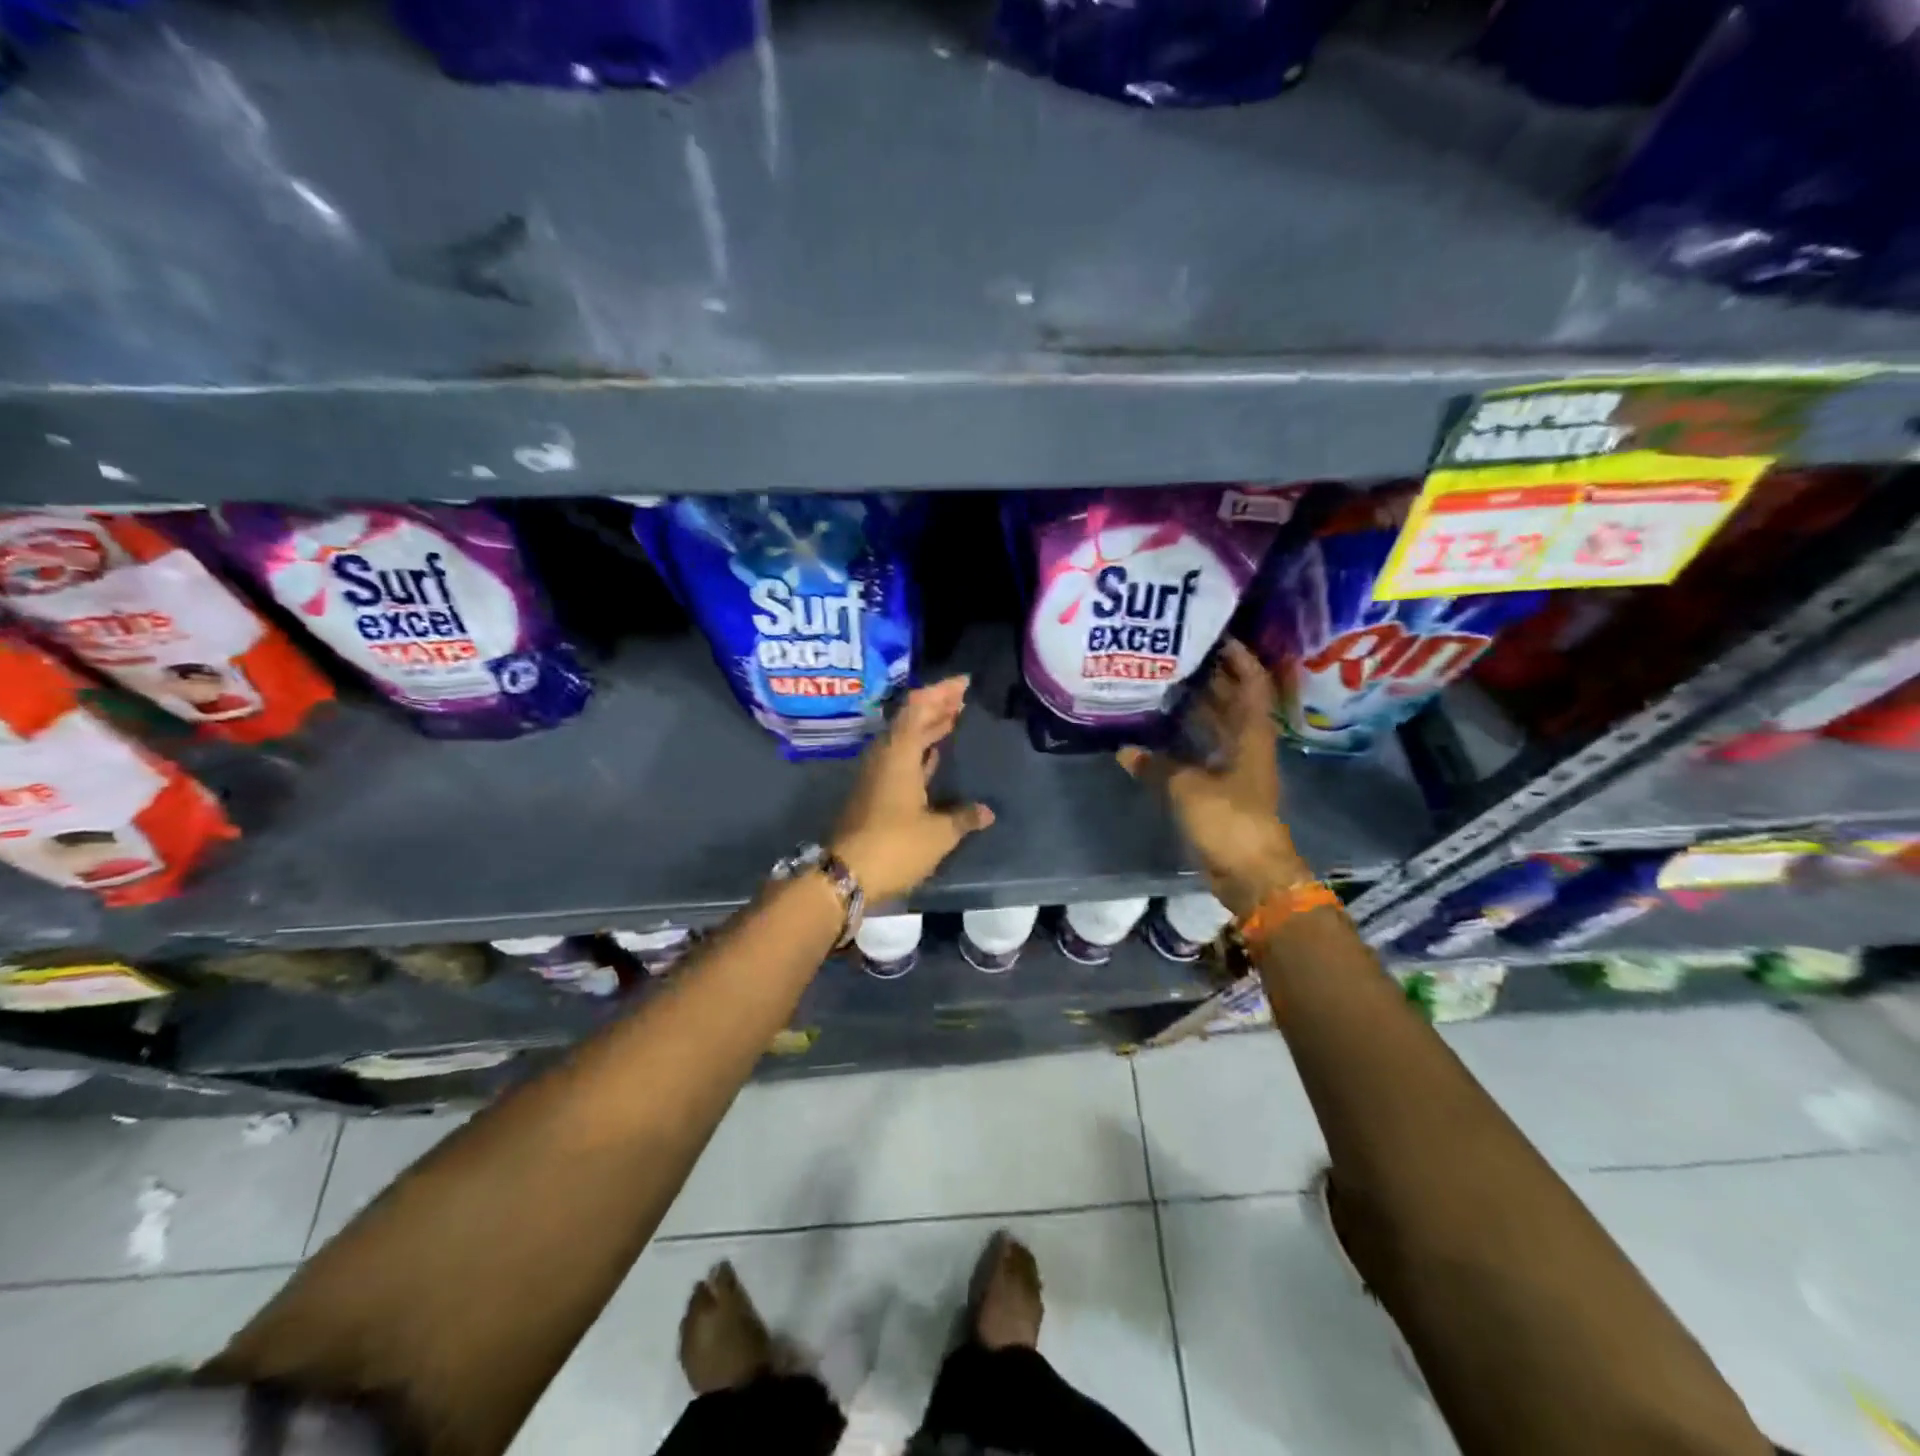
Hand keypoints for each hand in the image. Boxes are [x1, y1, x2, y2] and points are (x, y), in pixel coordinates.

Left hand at [831, 676, 995, 904]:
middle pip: (910, 720)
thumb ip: (963, 818)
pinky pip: (900, 759)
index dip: (940, 692)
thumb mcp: (938, 834)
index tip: (963, 683)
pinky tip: (934, 755)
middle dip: (936, 706)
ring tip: (952, 719)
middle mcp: (884, 758)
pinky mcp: (874, 794)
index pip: (918, 708)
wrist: (845, 876)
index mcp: (899, 755)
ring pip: (904, 740)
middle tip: (962, 698)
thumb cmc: (894, 846)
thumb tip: (986, 812)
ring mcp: (876, 776)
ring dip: (927, 728)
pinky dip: (920, 751)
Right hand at [1118, 639, 1312, 918]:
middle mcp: (1246, 745)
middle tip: (1178, 654)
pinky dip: (1185, 739)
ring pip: (1217, 726)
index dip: (1239, 658)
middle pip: (1233, 702)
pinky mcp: (1221, 789)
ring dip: (1197, 707)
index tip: (1217, 635)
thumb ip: (1156, 765)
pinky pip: (1203, 752)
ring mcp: (1235, 768)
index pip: (1251, 685)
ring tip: (1165, 684)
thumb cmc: (1229, 820)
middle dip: (1212, 677)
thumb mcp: (1188, 788)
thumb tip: (1125, 749)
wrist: (1251, 872)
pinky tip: (1159, 732)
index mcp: (1251, 736)